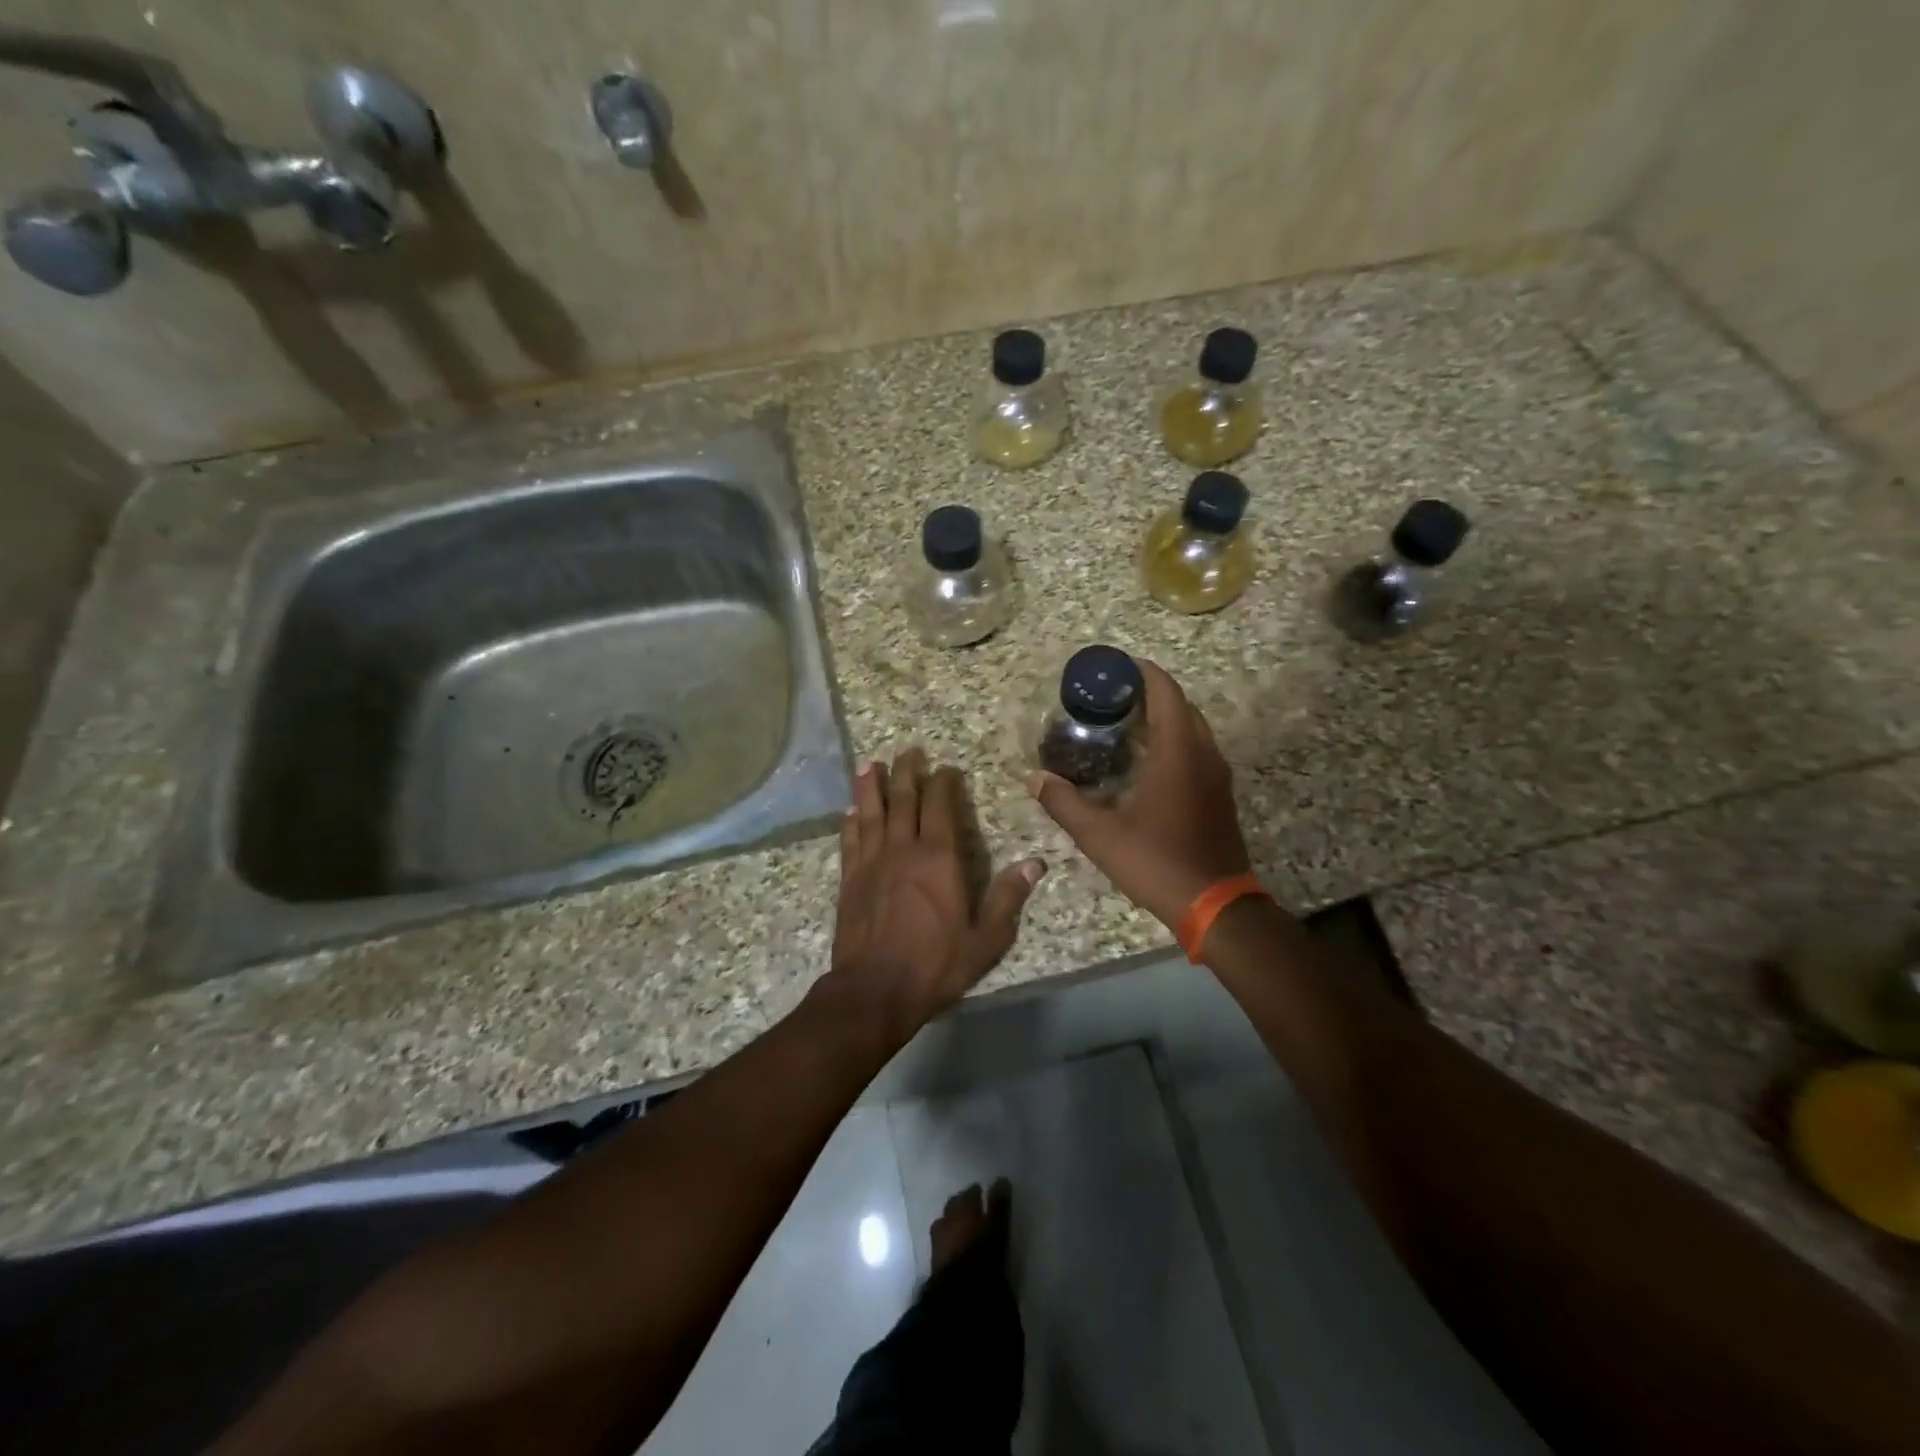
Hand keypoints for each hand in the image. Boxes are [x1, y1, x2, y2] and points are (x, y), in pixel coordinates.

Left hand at [825, 747, 1046, 1039]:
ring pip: (871, 813)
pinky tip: (850, 812)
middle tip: (907, 750)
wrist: (874, 990)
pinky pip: (850, 841)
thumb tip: (1035, 863)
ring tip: (871, 765)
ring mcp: (871, 863)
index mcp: (939, 858)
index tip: (946, 768)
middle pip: (903, 800)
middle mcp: (903, 850)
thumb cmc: (935, 964)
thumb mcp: (986, 938)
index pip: (941, 807)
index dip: (943, 783)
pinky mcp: (849, 880)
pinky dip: (850, 823)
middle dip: (907, 772)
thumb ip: (1008, 898)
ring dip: (871, 787)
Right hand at [1026, 660, 1251, 928]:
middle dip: (1149, 693)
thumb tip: (1034, 779)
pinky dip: (1172, 741)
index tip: (1114, 666)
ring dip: (1162, 718)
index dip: (1143, 672)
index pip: (1166, 692)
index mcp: (1178, 752)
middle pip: (1180, 706)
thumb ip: (1064, 803)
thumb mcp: (1100, 835)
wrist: (1216, 906)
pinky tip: (1143, 761)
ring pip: (1191, 729)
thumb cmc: (1157, 862)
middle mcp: (1204, 754)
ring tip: (1122, 723)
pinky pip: (1196, 750)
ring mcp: (1217, 775)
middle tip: (1110, 696)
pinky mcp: (1219, 795)